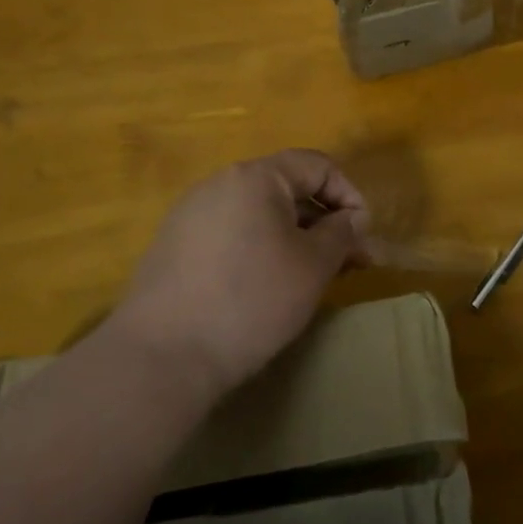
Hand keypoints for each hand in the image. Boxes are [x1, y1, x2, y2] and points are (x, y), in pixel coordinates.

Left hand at [111, 149, 368, 400]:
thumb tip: (350, 218)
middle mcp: (220, 184)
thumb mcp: (313, 266)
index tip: (362, 236)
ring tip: (310, 277)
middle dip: (324, 221)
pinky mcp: (173, 247)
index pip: (318, 166)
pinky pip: (231, 234)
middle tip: (347, 261)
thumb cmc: (251, 300)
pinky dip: (260, 250)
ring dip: (294, 237)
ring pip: (259, 214)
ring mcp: (190, 215)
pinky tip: (266, 288)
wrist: (160, 357)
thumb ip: (341, 233)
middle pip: (287, 189)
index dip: (349, 195)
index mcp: (255, 177)